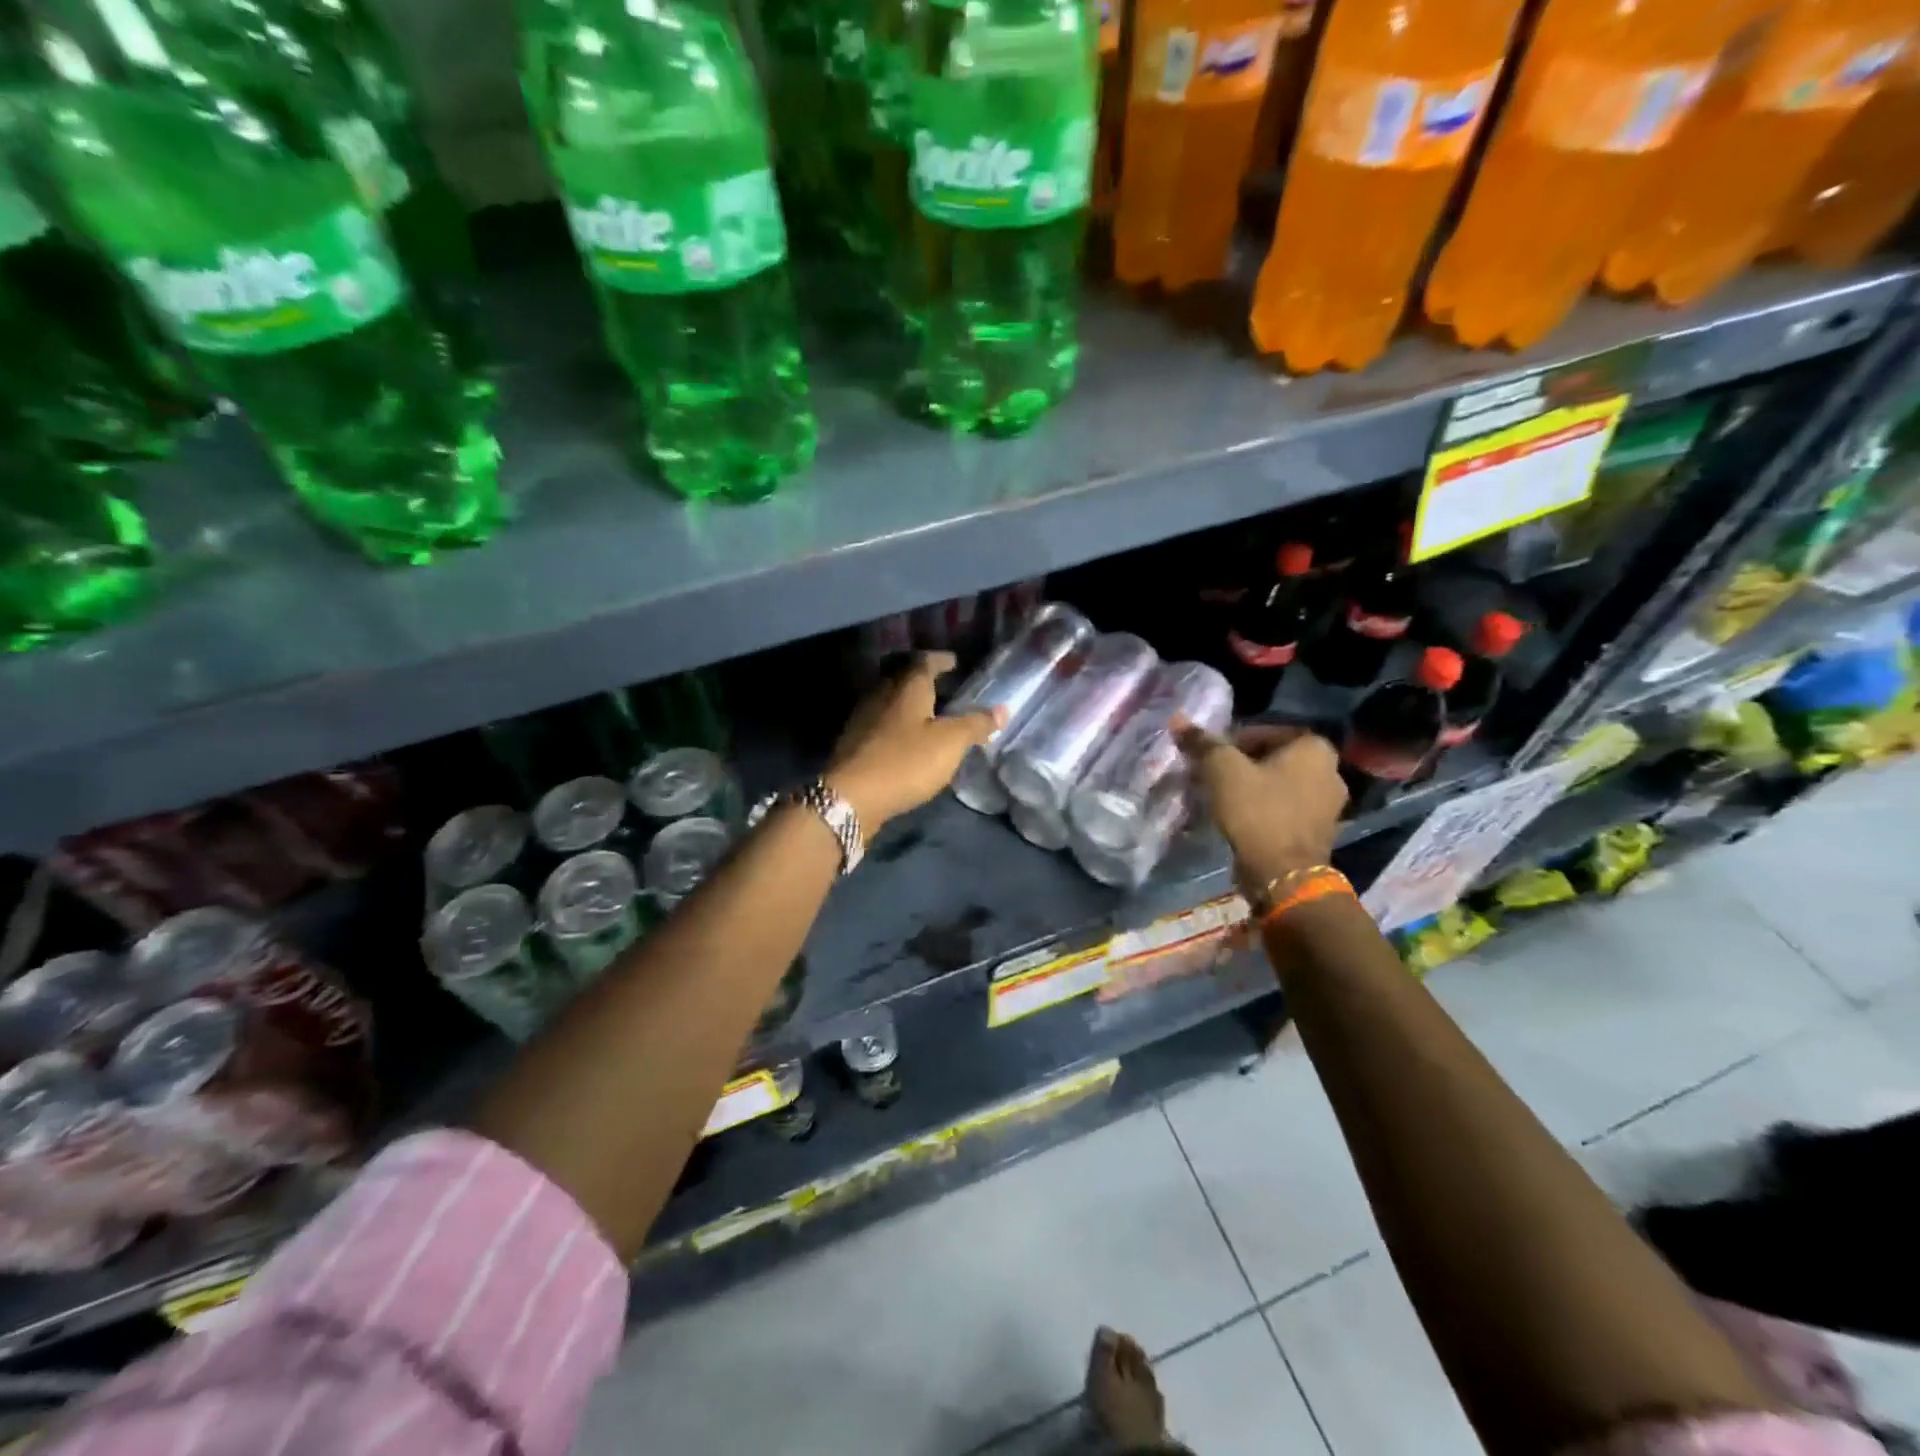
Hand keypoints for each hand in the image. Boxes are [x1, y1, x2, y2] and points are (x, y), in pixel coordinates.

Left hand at [826, 652, 1003, 828]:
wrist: (852, 797)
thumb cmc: (906, 762)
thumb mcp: (950, 743)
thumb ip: (976, 724)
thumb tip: (1003, 709)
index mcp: (907, 687)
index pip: (925, 661)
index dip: (941, 660)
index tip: (954, 662)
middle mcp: (881, 694)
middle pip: (902, 677)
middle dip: (921, 679)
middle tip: (942, 686)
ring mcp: (863, 718)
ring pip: (888, 700)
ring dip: (907, 703)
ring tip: (927, 714)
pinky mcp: (853, 743)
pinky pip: (879, 723)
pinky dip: (895, 724)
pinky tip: (904, 740)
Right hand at [1174, 719, 1345, 894]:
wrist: (1283, 875)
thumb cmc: (1257, 811)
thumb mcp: (1223, 770)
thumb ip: (1203, 743)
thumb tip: (1179, 720)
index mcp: (1315, 748)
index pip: (1266, 731)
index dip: (1232, 740)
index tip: (1210, 757)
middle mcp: (1331, 771)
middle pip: (1274, 759)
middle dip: (1242, 765)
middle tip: (1212, 776)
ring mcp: (1329, 806)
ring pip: (1279, 785)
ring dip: (1252, 788)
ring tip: (1221, 798)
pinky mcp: (1319, 833)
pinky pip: (1285, 810)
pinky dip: (1264, 810)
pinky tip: (1240, 819)